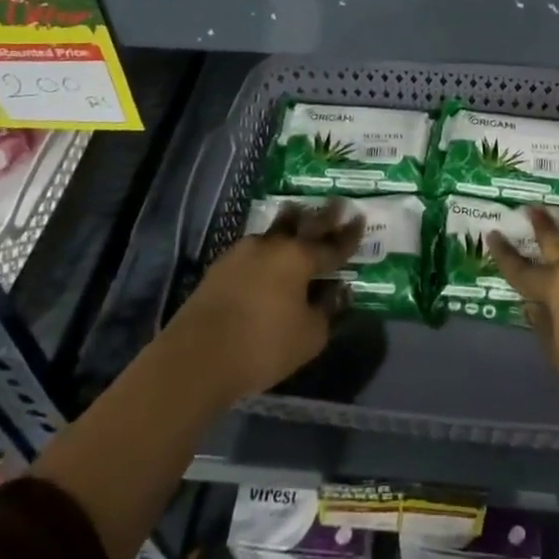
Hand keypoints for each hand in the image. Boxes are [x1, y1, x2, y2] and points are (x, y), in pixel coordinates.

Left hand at [160, 201, 363, 409]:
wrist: (198, 355)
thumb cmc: (263, 346)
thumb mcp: (309, 337)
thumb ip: (328, 311)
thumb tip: (338, 291)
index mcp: (300, 258)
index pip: (333, 244)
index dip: (349, 234)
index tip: (360, 218)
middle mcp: (273, 245)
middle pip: (303, 223)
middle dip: (323, 215)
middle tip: (337, 203)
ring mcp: (244, 251)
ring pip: (274, 230)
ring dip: (290, 223)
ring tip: (298, 216)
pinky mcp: (221, 265)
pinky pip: (254, 249)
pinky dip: (267, 249)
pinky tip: (267, 257)